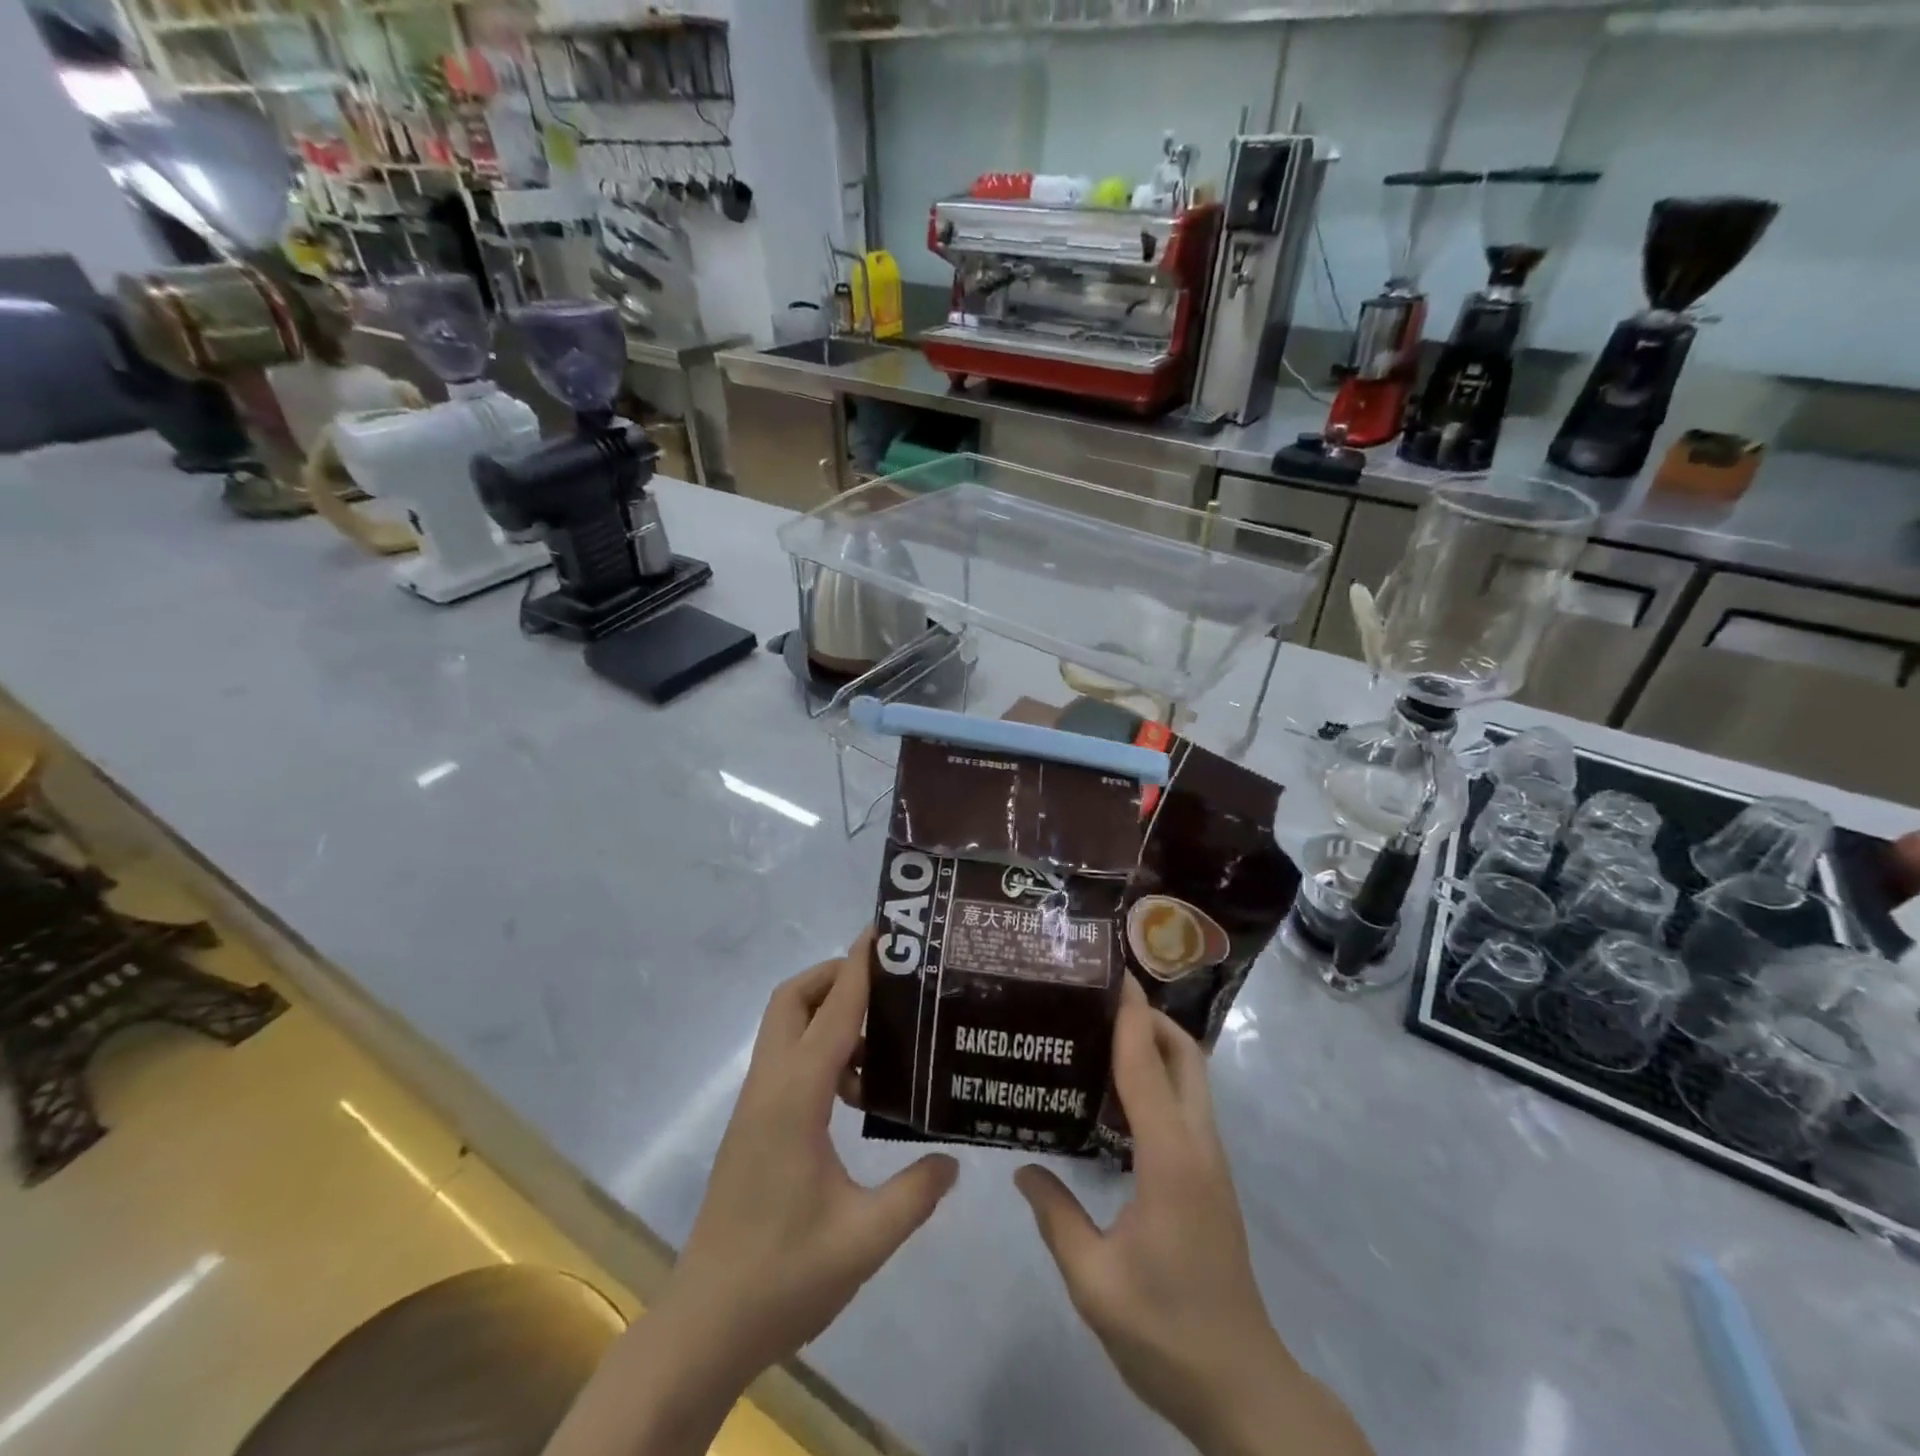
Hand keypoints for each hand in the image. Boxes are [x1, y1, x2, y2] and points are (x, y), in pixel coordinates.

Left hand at [664, 928, 957, 1383]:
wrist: (704, 1327)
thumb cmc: (783, 1277)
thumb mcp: (865, 1239)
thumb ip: (916, 1193)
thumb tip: (953, 1158)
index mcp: (796, 1097)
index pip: (833, 1009)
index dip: (860, 965)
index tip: (885, 931)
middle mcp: (770, 1086)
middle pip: (794, 998)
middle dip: (837, 976)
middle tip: (889, 985)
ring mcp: (756, 1104)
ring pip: (787, 1027)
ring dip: (829, 1015)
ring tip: (884, 1043)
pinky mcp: (753, 1124)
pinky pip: (788, 1060)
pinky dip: (821, 1051)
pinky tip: (857, 1093)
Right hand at [1014, 978, 1372, 1455]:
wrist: (1242, 1385)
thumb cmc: (1166, 1331)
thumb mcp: (1094, 1281)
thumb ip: (1056, 1217)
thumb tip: (1023, 1167)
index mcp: (1169, 1159)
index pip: (1147, 1066)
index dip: (1130, 1016)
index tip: (1113, 973)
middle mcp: (1197, 1146)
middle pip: (1184, 1057)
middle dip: (1150, 1018)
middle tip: (1099, 999)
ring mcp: (1210, 1162)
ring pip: (1191, 1078)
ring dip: (1156, 1045)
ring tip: (1101, 1033)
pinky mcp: (1210, 1177)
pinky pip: (1186, 1104)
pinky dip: (1159, 1077)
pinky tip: (1118, 1095)